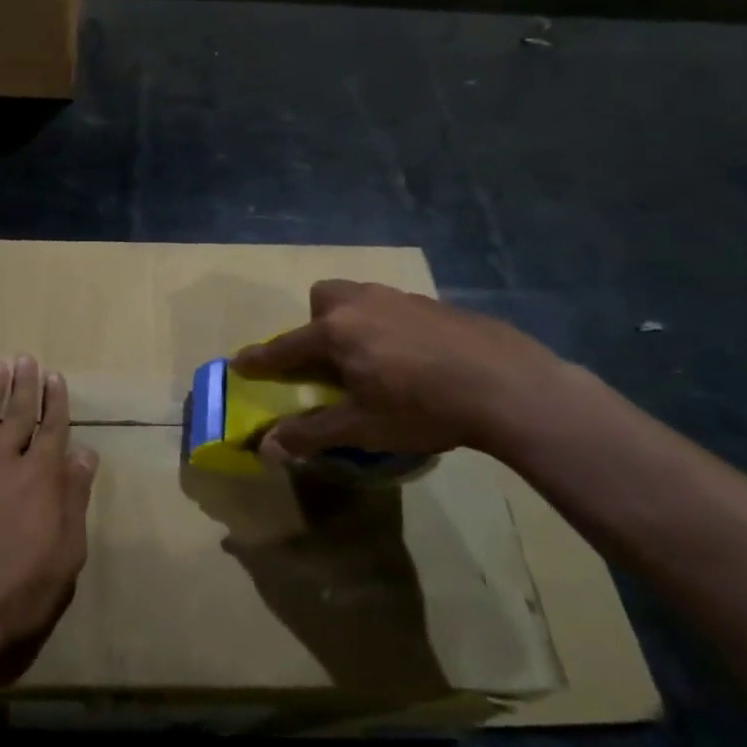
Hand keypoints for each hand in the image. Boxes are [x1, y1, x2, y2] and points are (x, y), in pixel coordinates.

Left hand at [0, 356, 98, 678]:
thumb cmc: (18, 591)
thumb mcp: (65, 553)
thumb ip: (74, 499)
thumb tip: (85, 452)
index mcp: (39, 478)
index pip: (52, 430)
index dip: (55, 402)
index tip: (56, 376)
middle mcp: (3, 462)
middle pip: (17, 416)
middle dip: (24, 386)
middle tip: (25, 358)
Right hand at [230, 280, 574, 463]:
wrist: (507, 385)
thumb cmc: (423, 407)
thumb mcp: (363, 428)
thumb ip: (311, 434)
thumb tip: (266, 448)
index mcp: (336, 332)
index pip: (285, 346)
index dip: (260, 359)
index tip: (239, 363)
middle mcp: (362, 304)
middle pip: (322, 298)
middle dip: (315, 323)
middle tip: (331, 360)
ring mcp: (400, 298)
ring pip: (360, 298)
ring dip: (352, 321)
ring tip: (374, 359)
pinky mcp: (434, 303)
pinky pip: (394, 307)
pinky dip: (389, 326)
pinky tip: (416, 358)